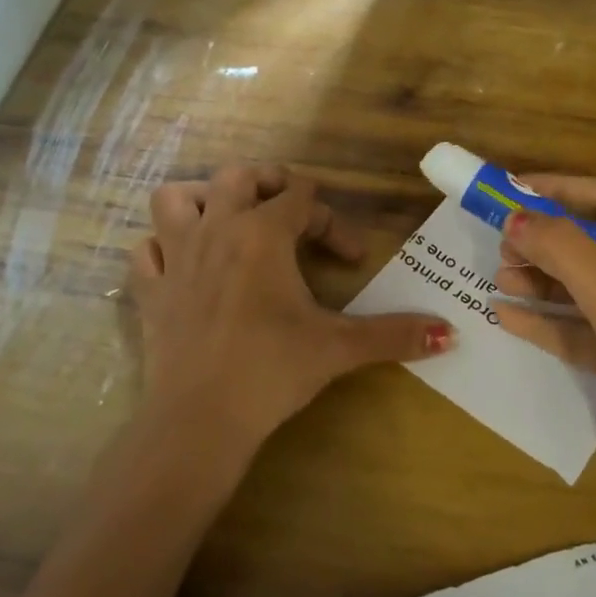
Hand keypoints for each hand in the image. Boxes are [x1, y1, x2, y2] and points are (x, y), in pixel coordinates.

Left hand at [130, 164, 452, 476]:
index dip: (331, 221)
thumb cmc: (271, 371)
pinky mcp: (150, 291)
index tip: (350, 259)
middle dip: (269, 184)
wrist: (200, 420)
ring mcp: (176, 258)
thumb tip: (450, 332)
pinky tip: (183, 265)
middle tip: (292, 215)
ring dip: (202, 200)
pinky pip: (145, 250)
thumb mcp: (339, 348)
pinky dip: (162, 247)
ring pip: (175, 199)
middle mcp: (216, 230)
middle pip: (238, 176)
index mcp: (263, 234)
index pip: (302, 197)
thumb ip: (395, 334)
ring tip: (227, 222)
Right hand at [492, 176, 595, 578]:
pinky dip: (548, 320)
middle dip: (546, 241)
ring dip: (542, 280)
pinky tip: (507, 316)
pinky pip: (582, 327)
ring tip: (499, 278)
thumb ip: (566, 252)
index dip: (560, 190)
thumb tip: (514, 217)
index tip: (508, 188)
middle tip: (499, 243)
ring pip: (585, 286)